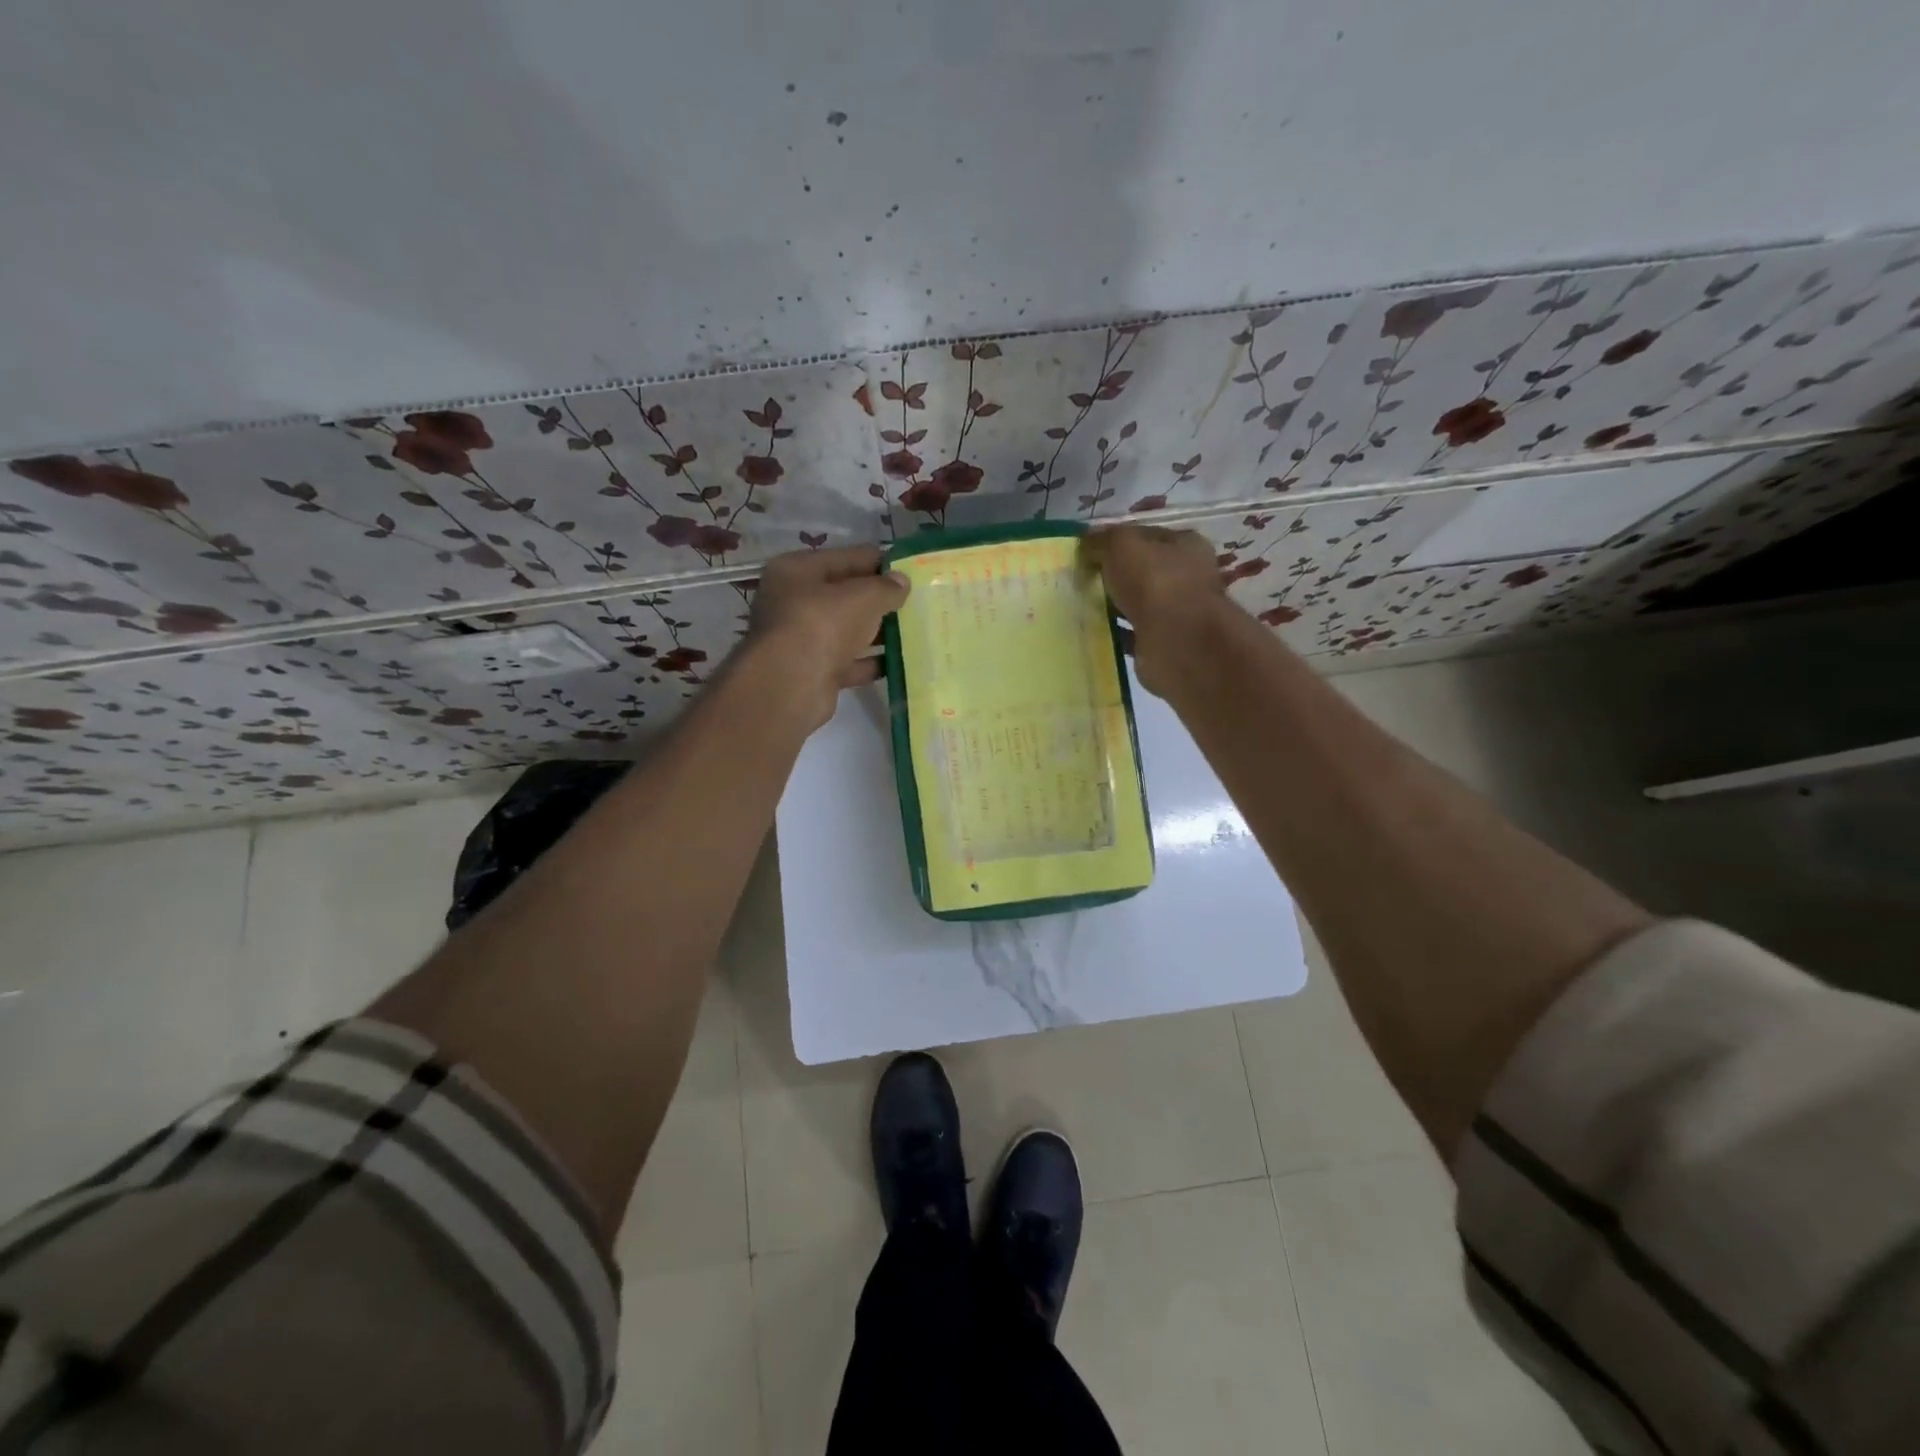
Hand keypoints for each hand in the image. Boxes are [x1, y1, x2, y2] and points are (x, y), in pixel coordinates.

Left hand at [744, 545, 909, 728]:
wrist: (791, 686)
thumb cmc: (822, 625)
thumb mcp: (862, 597)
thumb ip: (886, 587)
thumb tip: (902, 581)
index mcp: (796, 571)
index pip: (845, 558)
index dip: (879, 562)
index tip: (910, 569)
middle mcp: (793, 602)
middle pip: (844, 595)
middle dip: (878, 599)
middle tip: (916, 600)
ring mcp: (801, 639)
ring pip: (847, 630)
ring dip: (877, 631)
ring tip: (914, 629)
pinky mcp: (813, 671)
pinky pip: (848, 661)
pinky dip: (870, 661)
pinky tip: (898, 660)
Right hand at [1083, 525, 1227, 694]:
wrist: (1175, 640)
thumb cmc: (1154, 581)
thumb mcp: (1121, 545)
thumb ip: (1103, 540)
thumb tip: (1086, 543)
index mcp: (1187, 545)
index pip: (1148, 536)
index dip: (1119, 540)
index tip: (1090, 551)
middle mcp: (1188, 577)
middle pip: (1145, 570)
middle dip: (1117, 575)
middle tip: (1084, 579)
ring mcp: (1178, 612)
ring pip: (1139, 603)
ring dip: (1116, 605)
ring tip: (1085, 605)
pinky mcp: (1165, 642)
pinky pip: (1134, 632)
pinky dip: (1117, 632)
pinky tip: (1096, 631)